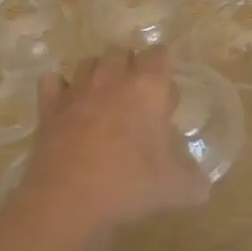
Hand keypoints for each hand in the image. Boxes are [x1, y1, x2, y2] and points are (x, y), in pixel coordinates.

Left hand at [11, 50, 209, 247]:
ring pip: (88, 62)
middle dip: (129, 68)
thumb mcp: (177, 189)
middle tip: (135, 100)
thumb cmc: (130, 185)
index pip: (159, 54)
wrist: (69, 199)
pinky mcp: (49, 105)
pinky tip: (67, 105)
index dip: (163, 70)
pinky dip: (59, 88)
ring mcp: (77, 89)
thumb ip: (194, 180)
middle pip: (121, 52)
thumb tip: (201, 185)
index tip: (165, 96)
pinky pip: (52, 81)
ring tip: (103, 100)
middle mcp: (112, 78)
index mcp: (148, 88)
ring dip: (97, 74)